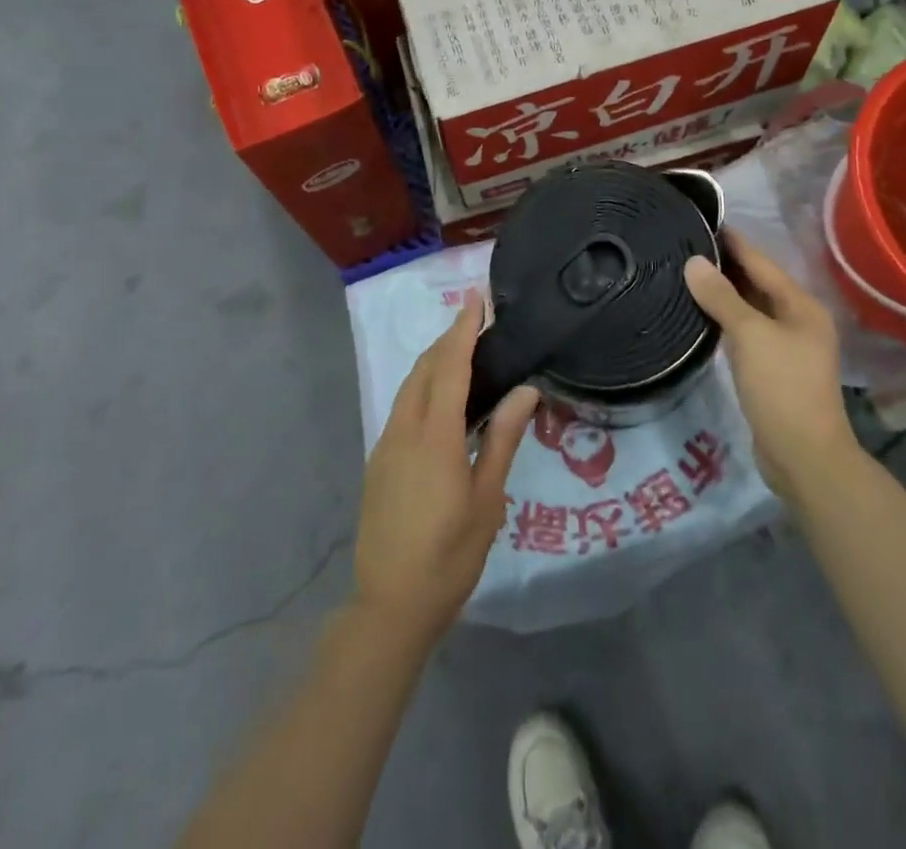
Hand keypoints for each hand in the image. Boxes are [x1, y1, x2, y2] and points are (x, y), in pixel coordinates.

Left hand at [353, 298, 539, 646]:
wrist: (389, 605)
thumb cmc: (449, 555)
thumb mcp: (487, 499)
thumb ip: (504, 439)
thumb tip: (526, 389)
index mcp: (434, 437)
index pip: (450, 367)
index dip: (462, 330)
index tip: (476, 300)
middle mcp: (404, 430)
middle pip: (424, 369)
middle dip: (448, 339)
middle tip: (475, 321)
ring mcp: (386, 445)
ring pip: (409, 386)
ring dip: (434, 361)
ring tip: (462, 351)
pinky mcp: (379, 461)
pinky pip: (402, 407)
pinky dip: (423, 387)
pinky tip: (441, 398)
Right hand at [685, 231, 851, 506]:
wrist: (803, 456)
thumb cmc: (781, 386)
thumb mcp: (750, 335)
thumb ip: (722, 297)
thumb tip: (694, 262)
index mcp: (801, 306)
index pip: (762, 263)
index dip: (734, 242)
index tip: (705, 221)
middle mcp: (798, 321)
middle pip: (758, 284)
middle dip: (726, 266)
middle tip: (686, 246)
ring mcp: (787, 347)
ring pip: (751, 310)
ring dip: (724, 294)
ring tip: (687, 274)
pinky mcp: (772, 370)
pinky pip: (746, 333)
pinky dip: (726, 321)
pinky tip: (701, 314)